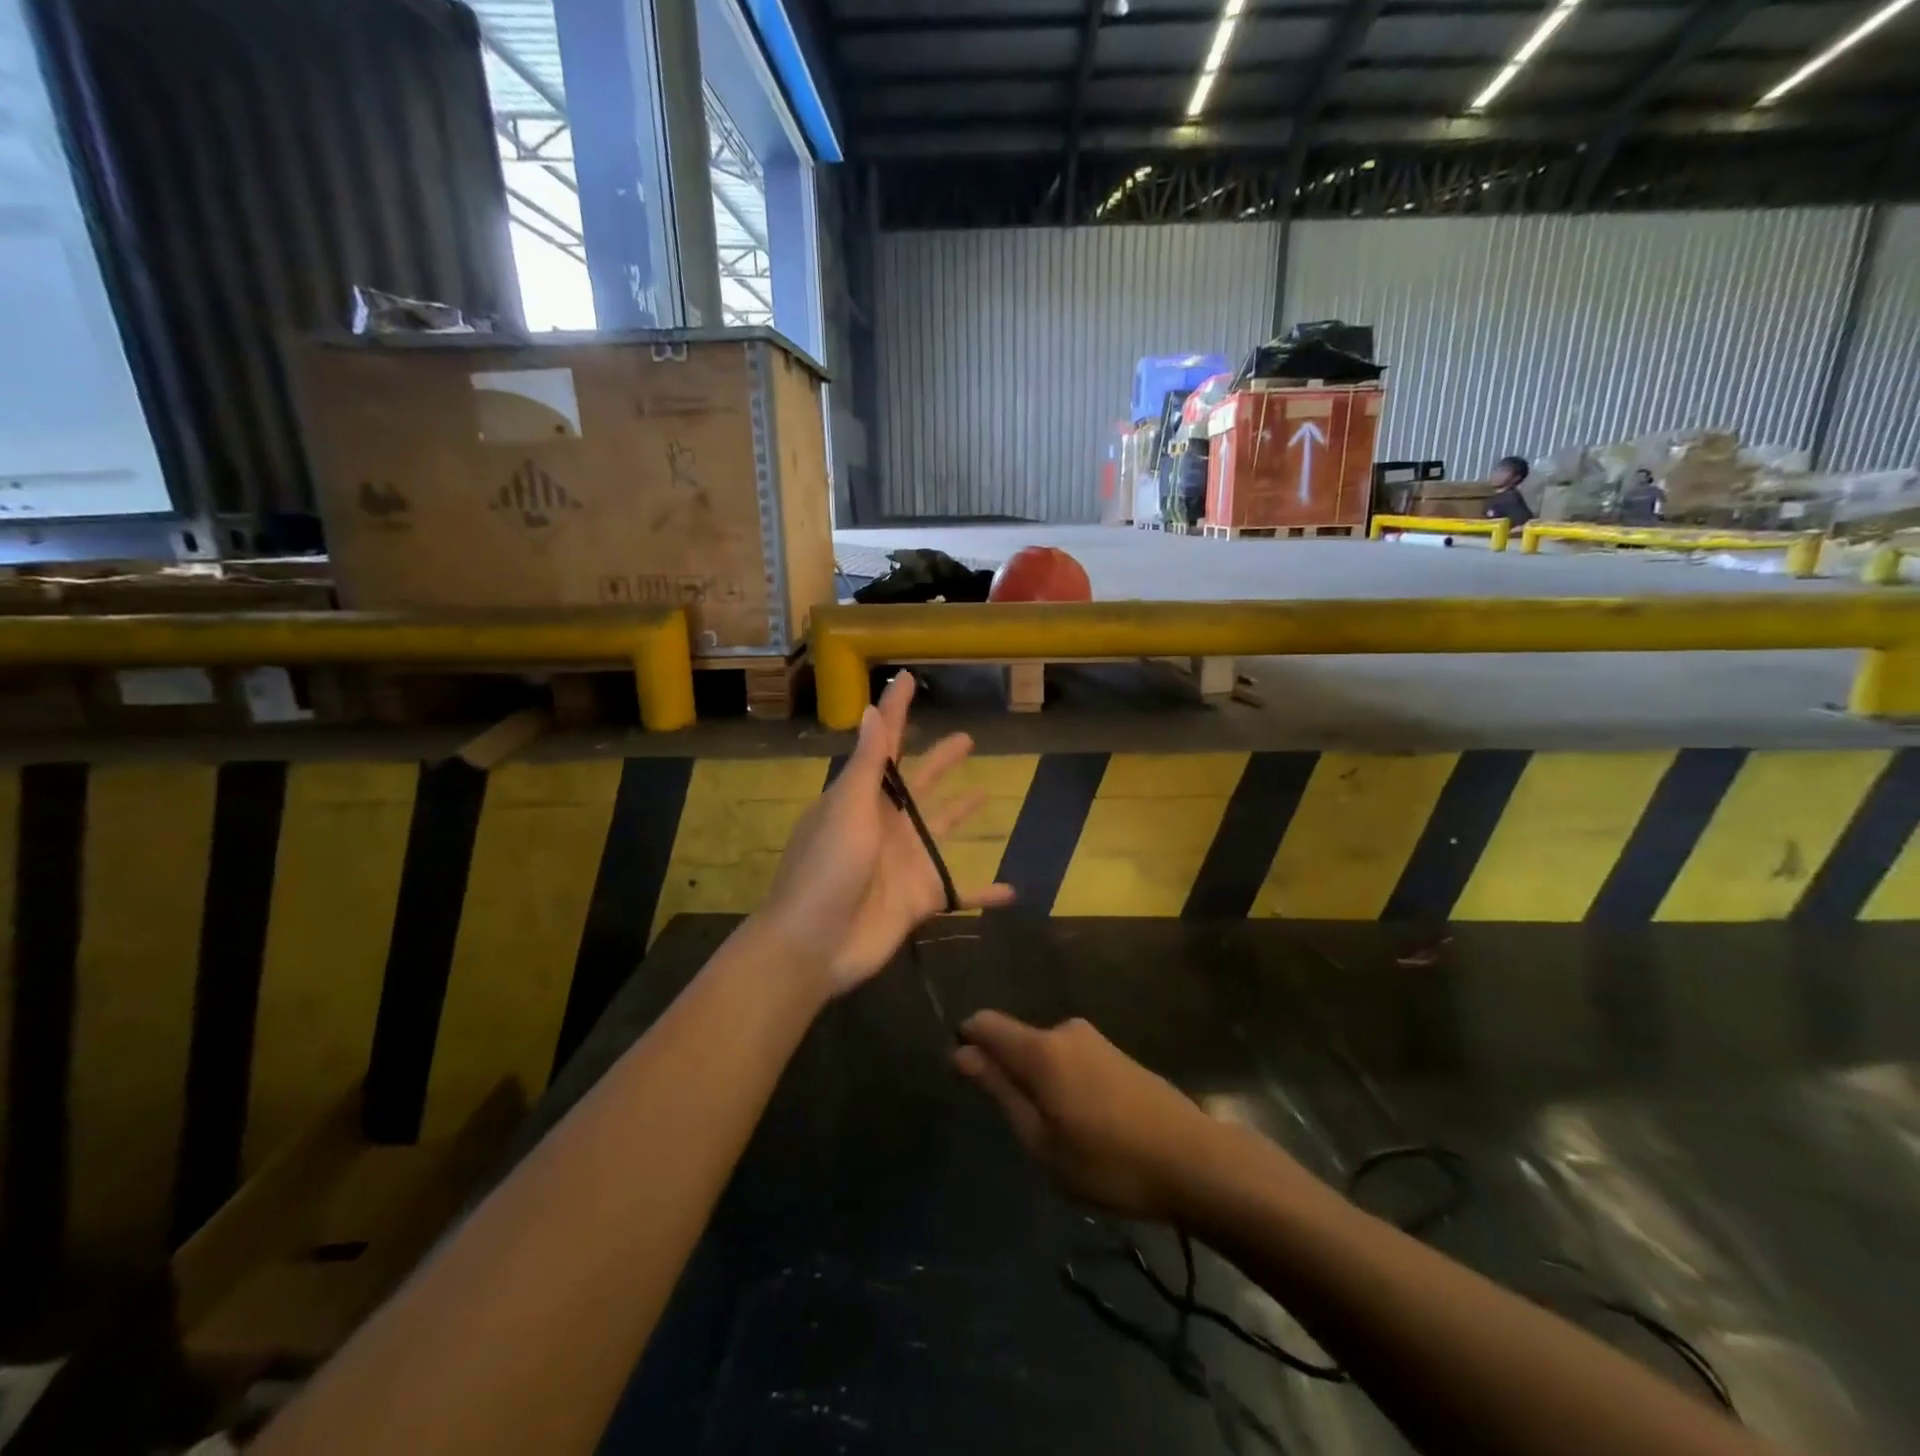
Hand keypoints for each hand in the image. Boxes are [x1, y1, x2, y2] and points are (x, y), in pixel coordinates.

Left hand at [759, 672, 1012, 996]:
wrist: (814, 944)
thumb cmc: (826, 869)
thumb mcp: (847, 808)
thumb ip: (868, 764)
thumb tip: (872, 709)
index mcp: (863, 798)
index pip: (885, 744)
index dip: (895, 711)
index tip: (907, 679)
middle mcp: (887, 824)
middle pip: (920, 784)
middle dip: (939, 761)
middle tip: (967, 739)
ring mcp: (906, 861)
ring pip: (942, 830)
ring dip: (960, 813)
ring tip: (985, 795)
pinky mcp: (921, 898)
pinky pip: (961, 892)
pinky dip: (984, 892)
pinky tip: (1012, 889)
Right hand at [953, 1011, 1222, 1222]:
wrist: (1193, 1160)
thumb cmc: (1108, 1161)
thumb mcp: (1041, 1140)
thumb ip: (1000, 1090)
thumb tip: (962, 1051)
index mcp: (1040, 1048)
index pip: (985, 1023)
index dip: (968, 1045)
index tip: (967, 1083)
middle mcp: (1064, 1030)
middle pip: (1016, 1041)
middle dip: (1008, 1075)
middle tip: (1026, 1132)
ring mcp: (1094, 1039)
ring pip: (1044, 1054)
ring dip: (1040, 1085)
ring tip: (1062, 1137)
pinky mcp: (1115, 1053)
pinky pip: (1070, 1060)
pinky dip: (1064, 1085)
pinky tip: (1087, 1126)